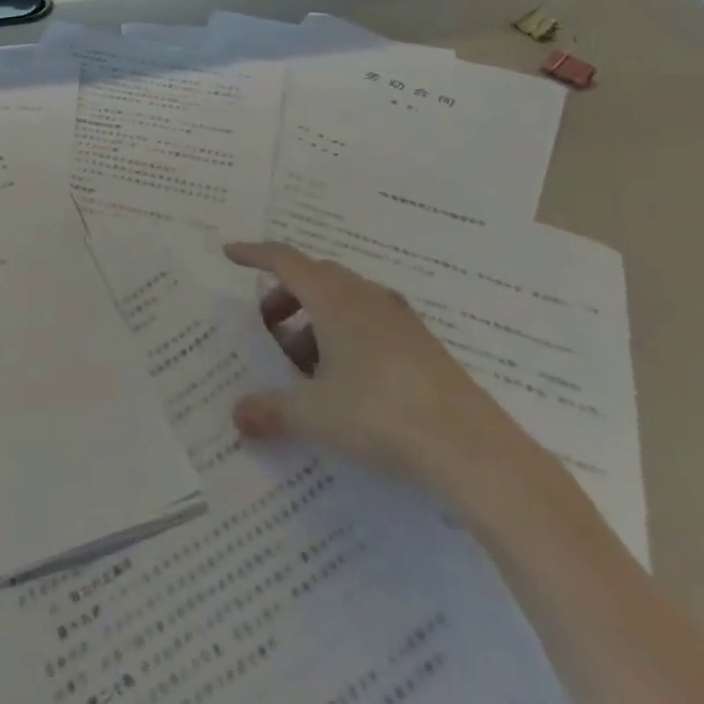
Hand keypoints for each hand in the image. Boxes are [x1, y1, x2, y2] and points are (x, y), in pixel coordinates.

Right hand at [224, 241, 551, 514]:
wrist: (473, 449)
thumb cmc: (381, 416)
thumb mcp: (316, 415)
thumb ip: (272, 411)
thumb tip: (237, 415)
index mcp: (334, 299)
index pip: (285, 260)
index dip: (255, 254)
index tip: (230, 254)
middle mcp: (365, 297)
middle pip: (315, 276)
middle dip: (286, 295)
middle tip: (269, 327)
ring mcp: (398, 319)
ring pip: (345, 299)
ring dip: (317, 318)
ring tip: (306, 363)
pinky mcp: (422, 345)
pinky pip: (371, 322)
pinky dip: (347, 335)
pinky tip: (349, 379)